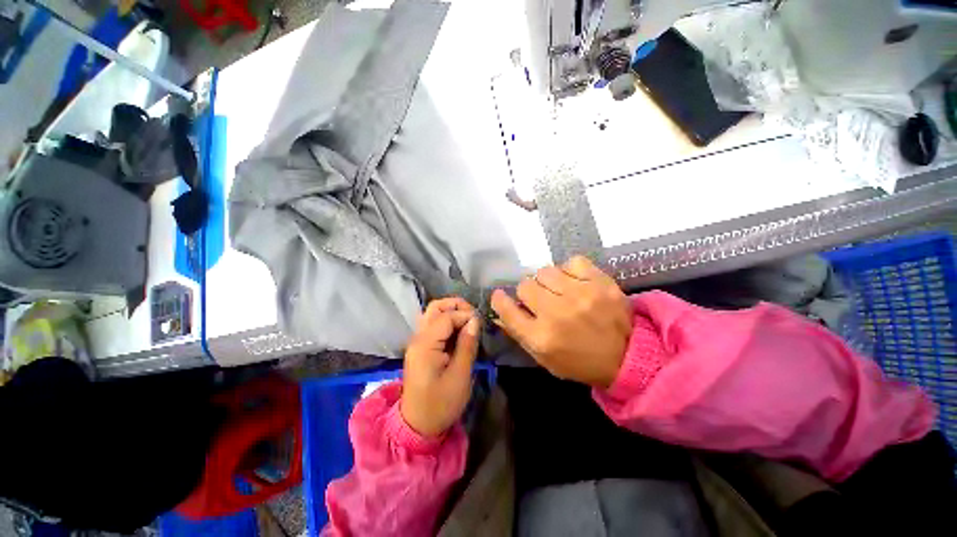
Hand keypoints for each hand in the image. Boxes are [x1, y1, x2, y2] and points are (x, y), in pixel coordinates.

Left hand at [401, 297, 480, 437]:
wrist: (418, 425)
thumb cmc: (441, 404)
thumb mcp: (460, 375)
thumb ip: (467, 344)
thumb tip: (474, 320)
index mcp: (425, 344)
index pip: (446, 316)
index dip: (465, 314)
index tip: (481, 323)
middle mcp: (418, 338)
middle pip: (435, 307)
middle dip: (456, 305)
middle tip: (474, 316)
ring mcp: (417, 342)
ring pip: (433, 314)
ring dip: (451, 312)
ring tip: (469, 321)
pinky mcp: (420, 348)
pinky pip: (433, 325)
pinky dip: (447, 322)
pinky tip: (459, 331)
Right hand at [491, 256, 631, 388]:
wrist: (628, 358)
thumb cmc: (579, 361)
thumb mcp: (543, 358)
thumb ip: (518, 332)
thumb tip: (499, 310)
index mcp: (541, 338)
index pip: (507, 309)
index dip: (500, 300)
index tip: (501, 296)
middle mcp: (557, 314)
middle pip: (525, 285)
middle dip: (528, 292)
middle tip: (540, 299)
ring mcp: (580, 295)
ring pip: (545, 271)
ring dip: (547, 281)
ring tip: (558, 290)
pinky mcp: (600, 283)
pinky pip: (572, 262)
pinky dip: (569, 270)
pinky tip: (574, 282)